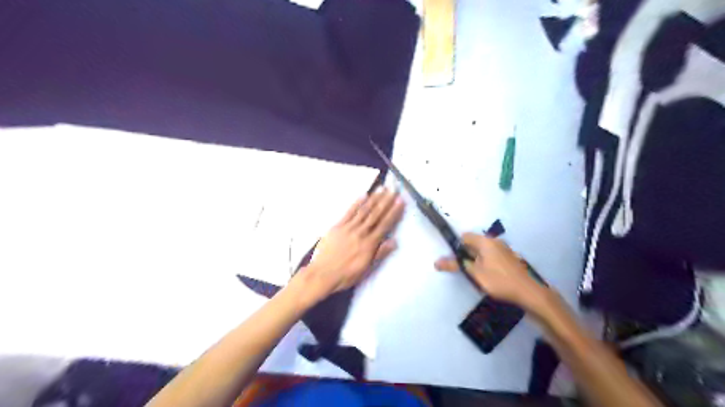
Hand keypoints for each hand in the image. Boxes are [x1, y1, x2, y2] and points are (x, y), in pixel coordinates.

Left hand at [298, 187, 404, 302]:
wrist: (323, 274)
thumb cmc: (346, 275)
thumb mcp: (366, 268)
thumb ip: (380, 253)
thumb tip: (394, 241)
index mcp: (370, 244)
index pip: (384, 225)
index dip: (393, 212)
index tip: (400, 201)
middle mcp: (361, 233)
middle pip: (376, 214)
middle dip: (386, 201)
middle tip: (394, 189)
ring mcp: (348, 228)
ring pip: (364, 211)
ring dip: (374, 199)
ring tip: (382, 189)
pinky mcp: (337, 226)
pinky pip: (349, 212)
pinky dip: (356, 203)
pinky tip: (363, 195)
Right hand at [433, 234, 547, 310]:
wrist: (530, 292)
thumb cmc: (499, 281)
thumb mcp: (475, 273)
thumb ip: (456, 265)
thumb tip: (436, 261)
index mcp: (486, 241)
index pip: (465, 237)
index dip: (457, 247)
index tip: (455, 261)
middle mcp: (495, 241)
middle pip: (474, 243)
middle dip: (467, 255)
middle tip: (466, 270)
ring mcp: (505, 249)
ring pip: (484, 251)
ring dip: (477, 260)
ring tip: (477, 276)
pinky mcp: (511, 258)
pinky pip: (493, 256)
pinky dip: (487, 264)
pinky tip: (491, 278)